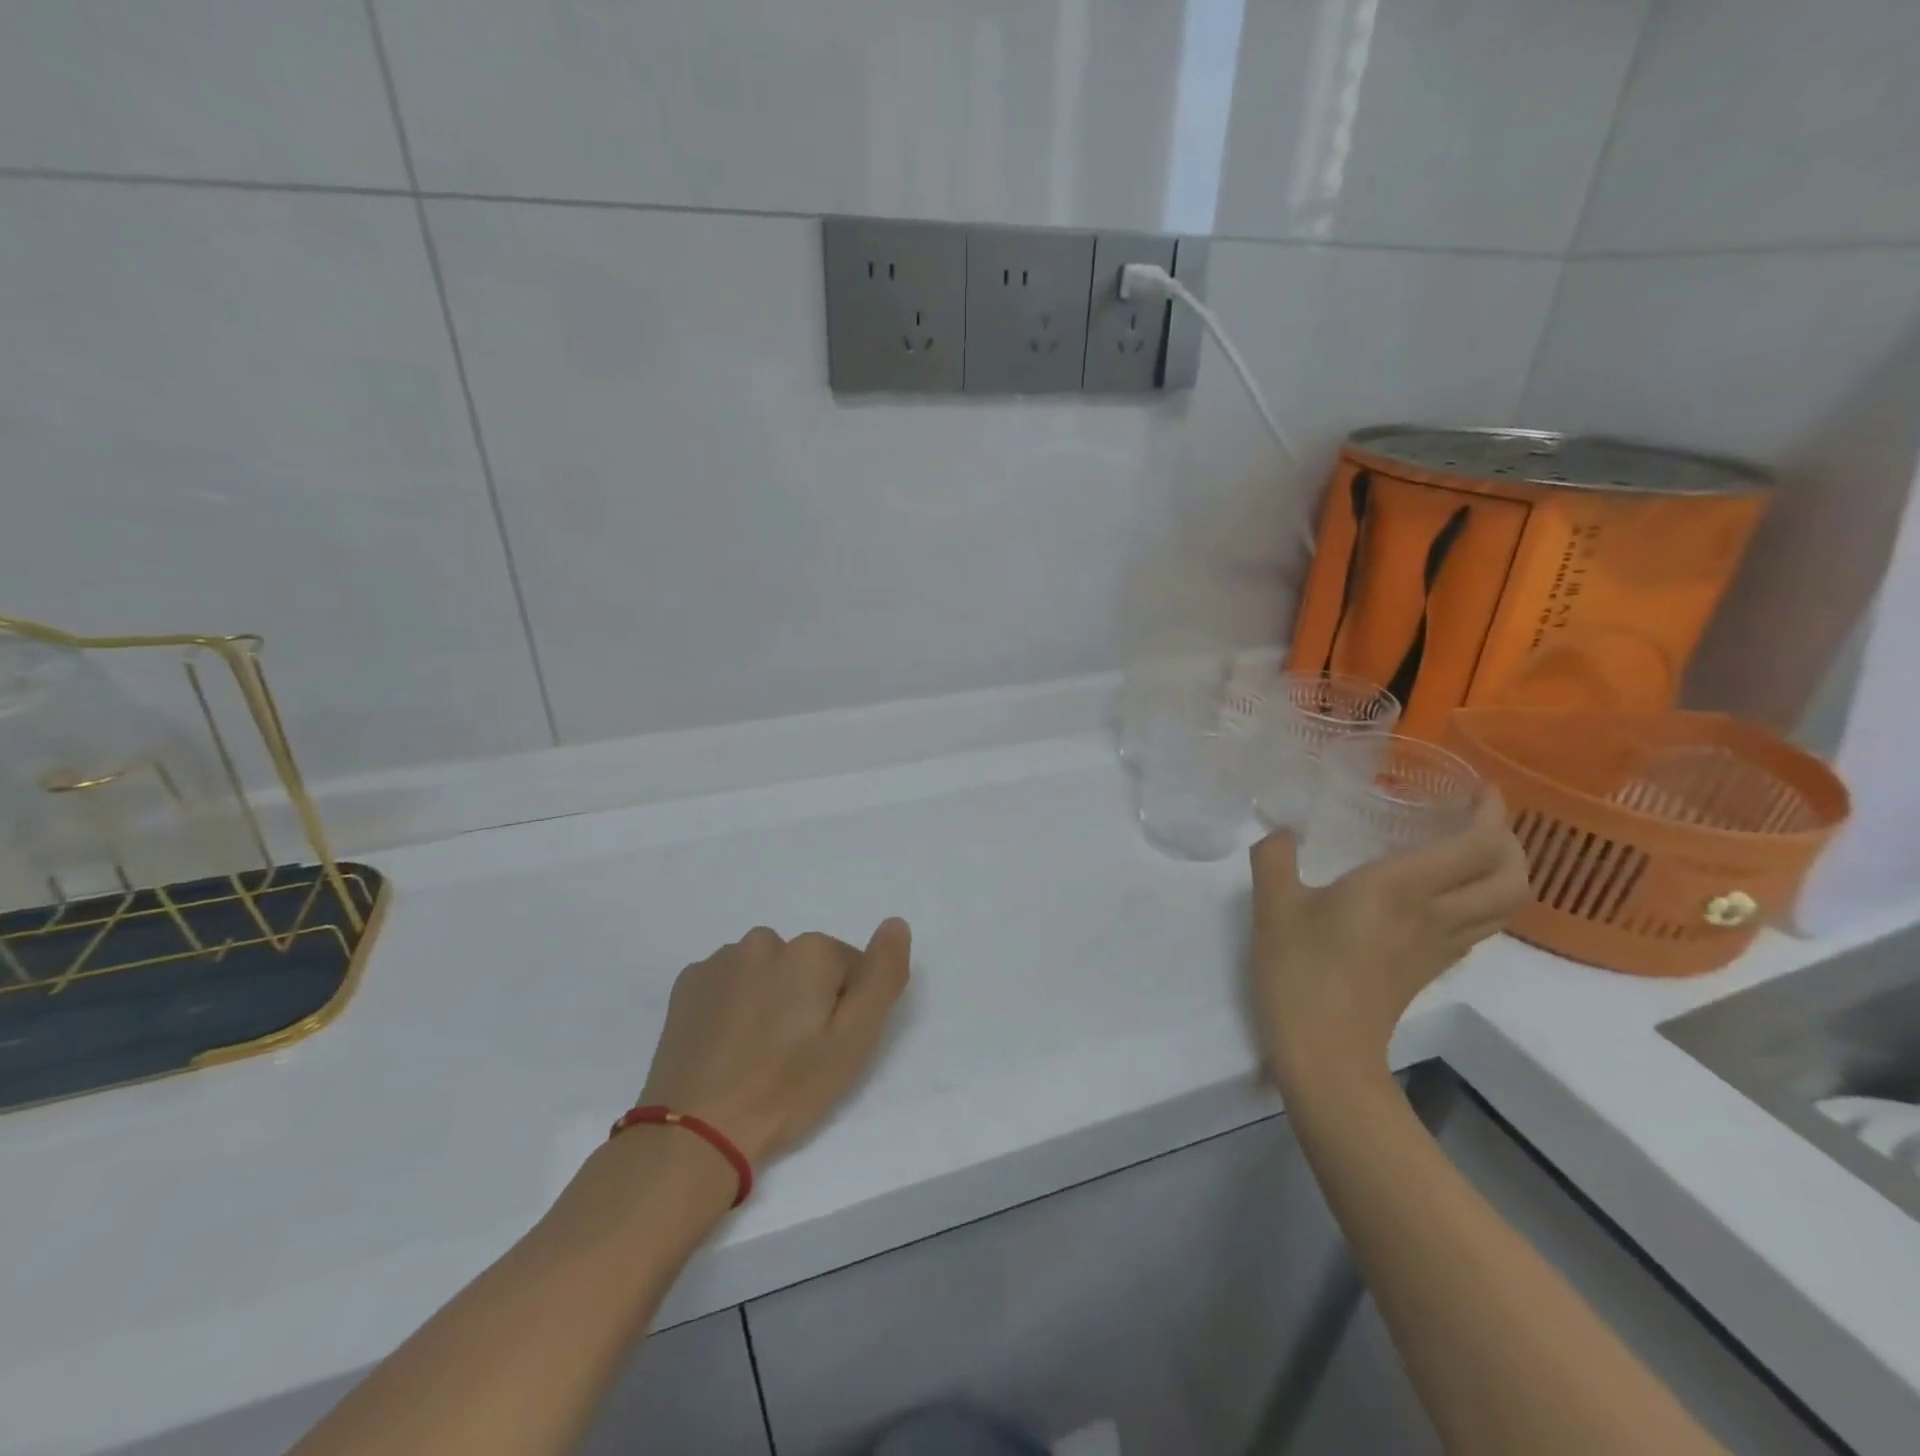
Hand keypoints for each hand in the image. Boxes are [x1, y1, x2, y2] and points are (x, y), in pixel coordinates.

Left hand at [637, 920, 911, 1165]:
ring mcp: (721, 959)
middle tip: (795, 1054)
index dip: (846, 1008)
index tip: (828, 1047)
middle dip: (807, 998)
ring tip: (758, 1053)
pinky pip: (729, 983)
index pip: (851, 967)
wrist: (695, 1130)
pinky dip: (734, 1004)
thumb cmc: (787, 1088)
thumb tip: (895, 923)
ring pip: (766, 971)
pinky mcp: (688, 982)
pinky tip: (727, 1044)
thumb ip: (882, 975)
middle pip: (806, 965)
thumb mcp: (855, 1039)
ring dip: (770, 998)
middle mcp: (765, 940)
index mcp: (810, 950)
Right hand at [1249, 795, 1528, 1090]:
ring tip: (1471, 853)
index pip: (1478, 845)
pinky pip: (1479, 927)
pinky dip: (1480, 901)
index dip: (1492, 814)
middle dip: (1511, 844)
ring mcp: (1440, 946)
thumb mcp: (1273, 904)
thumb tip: (1280, 830)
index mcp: (1402, 887)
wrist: (1325, 1050)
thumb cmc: (1299, 969)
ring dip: (1504, 874)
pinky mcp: (1431, 969)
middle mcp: (1436, 913)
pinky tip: (1442, 896)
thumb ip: (1274, 856)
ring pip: (1504, 907)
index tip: (1480, 789)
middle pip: (1512, 878)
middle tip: (1479, 820)